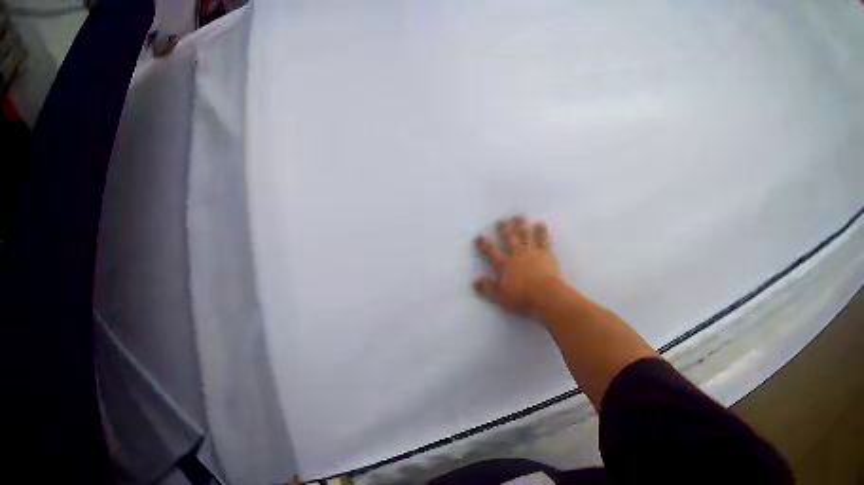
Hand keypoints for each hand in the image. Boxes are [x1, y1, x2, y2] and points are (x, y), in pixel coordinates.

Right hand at [474, 216, 560, 315]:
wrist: (545, 295)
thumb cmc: (522, 298)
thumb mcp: (500, 297)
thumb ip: (487, 288)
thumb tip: (476, 281)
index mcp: (503, 265)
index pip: (491, 251)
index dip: (484, 244)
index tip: (479, 237)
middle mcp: (516, 254)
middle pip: (509, 238)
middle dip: (504, 229)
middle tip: (501, 220)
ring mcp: (532, 252)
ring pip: (525, 235)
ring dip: (522, 225)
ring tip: (519, 217)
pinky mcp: (546, 253)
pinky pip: (543, 239)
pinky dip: (541, 231)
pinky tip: (540, 224)